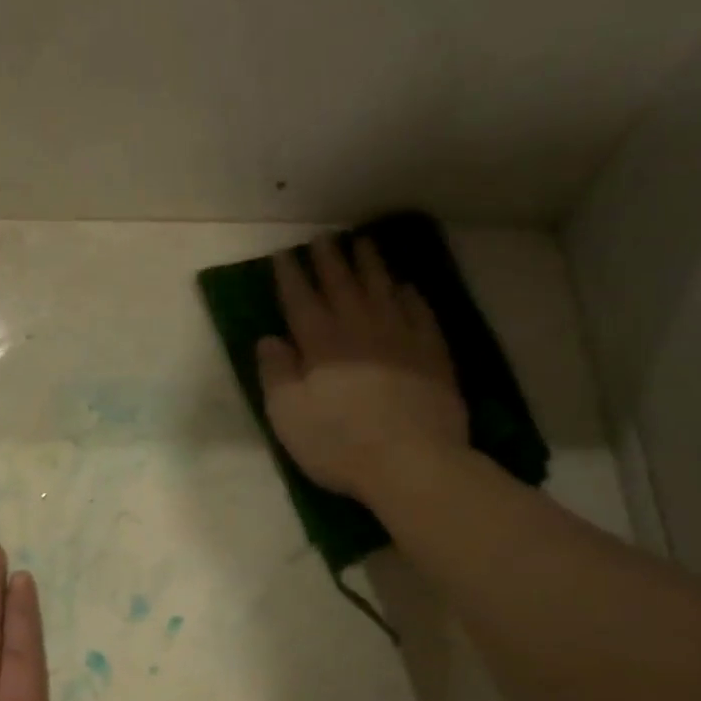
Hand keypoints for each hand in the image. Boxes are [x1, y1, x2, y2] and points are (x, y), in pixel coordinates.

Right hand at [257, 237, 467, 503]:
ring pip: (382, 290)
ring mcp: (401, 338)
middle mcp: (360, 330)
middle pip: (342, 286)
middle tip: (323, 238)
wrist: (410, 462)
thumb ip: (275, 374)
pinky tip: (406, 288)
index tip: (284, 255)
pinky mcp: (432, 355)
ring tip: (363, 244)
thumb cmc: (338, 443)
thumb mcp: (288, 416)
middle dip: (329, 260)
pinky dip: (410, 296)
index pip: (301, 300)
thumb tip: (269, 339)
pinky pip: (420, 313)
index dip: (291, 276)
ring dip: (370, 266)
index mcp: (321, 344)